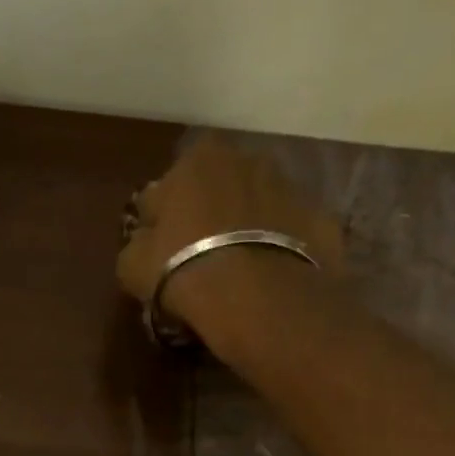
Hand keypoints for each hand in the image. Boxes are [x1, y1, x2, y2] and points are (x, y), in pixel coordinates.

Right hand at [117, 138, 345, 331]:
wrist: (259, 296)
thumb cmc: (184, 271)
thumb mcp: (133, 265)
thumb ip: (137, 243)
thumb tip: (146, 241)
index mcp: (197, 159)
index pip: (165, 189)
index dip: (159, 222)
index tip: (159, 252)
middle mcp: (247, 159)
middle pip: (216, 190)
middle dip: (207, 217)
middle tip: (198, 260)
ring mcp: (290, 186)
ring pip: (256, 208)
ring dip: (245, 229)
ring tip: (237, 272)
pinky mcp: (320, 220)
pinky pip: (289, 234)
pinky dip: (279, 249)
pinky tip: (268, 279)